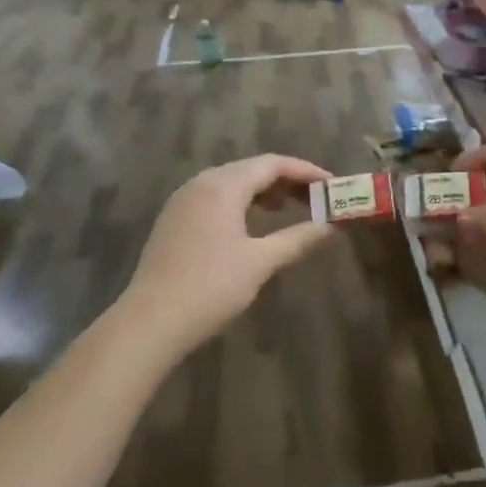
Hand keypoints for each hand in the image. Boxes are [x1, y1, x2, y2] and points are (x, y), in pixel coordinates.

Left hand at [124, 154, 336, 354]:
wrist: (151, 322)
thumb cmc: (211, 288)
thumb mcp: (261, 262)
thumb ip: (299, 238)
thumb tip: (333, 226)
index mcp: (222, 187)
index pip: (272, 164)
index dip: (306, 171)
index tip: (332, 185)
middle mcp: (200, 184)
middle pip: (251, 169)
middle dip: (287, 180)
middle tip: (317, 198)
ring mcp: (183, 201)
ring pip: (232, 182)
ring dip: (264, 191)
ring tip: (290, 208)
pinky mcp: (174, 220)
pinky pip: (215, 198)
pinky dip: (242, 202)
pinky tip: (253, 223)